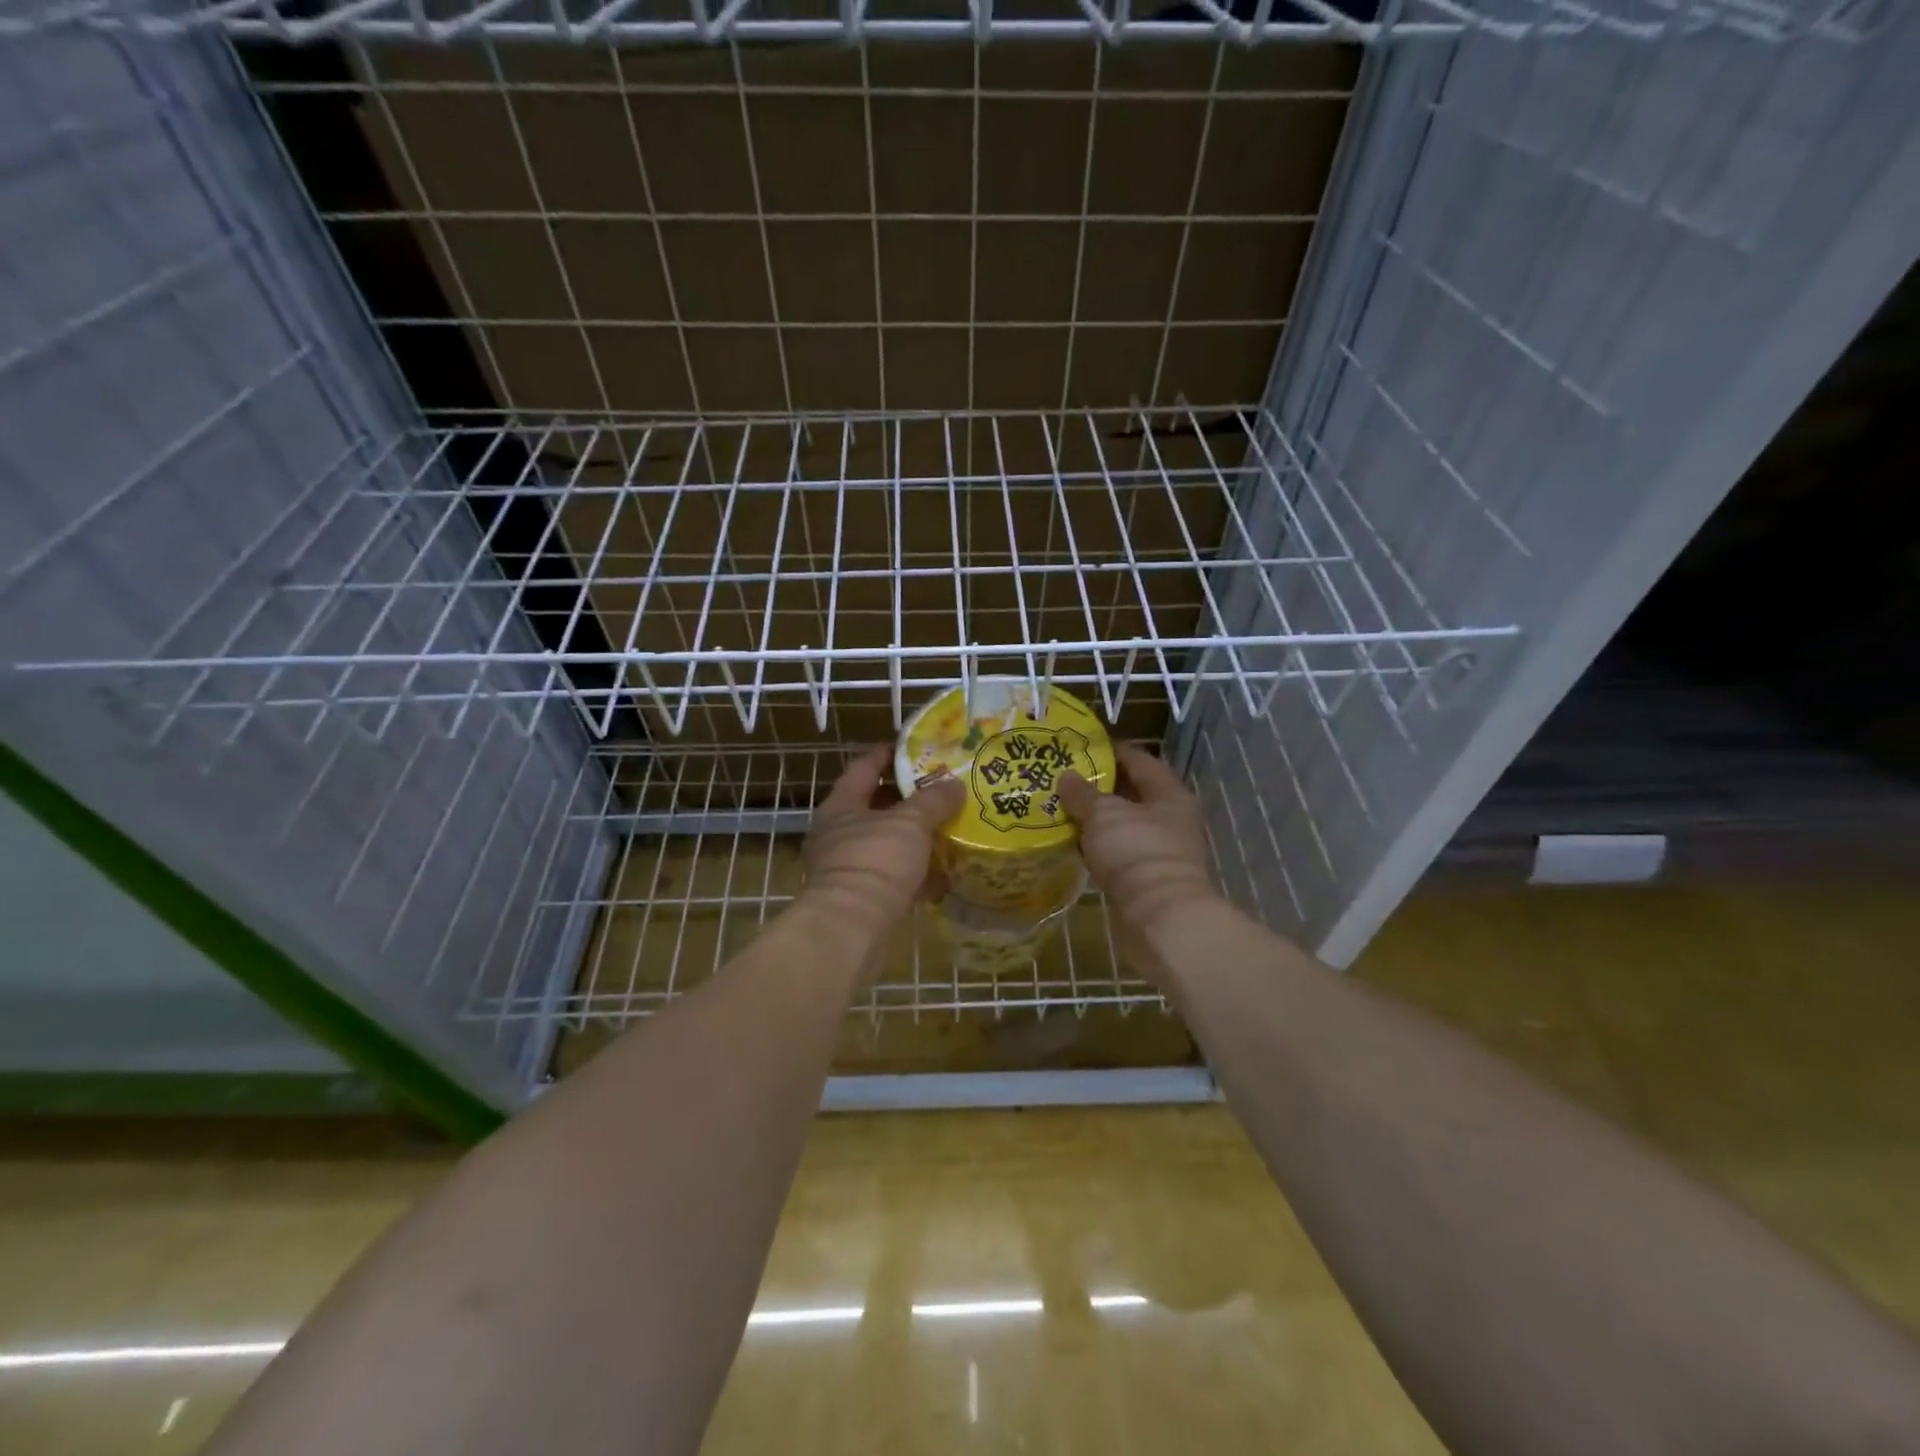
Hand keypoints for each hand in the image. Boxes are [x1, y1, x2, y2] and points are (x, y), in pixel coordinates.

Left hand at [800, 747, 964, 940]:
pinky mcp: (860, 898)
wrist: (850, 929)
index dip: (889, 754)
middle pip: (874, 806)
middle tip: (940, 789)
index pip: (864, 767)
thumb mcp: (911, 823)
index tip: (916, 747)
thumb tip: (954, 784)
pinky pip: (891, 877)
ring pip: (884, 842)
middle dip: (907, 798)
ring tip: (946, 828)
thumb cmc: (876, 861)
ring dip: (912, 837)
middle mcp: (838, 833)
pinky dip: (914, 874)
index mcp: (842, 805)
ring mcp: (847, 866)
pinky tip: (942, 876)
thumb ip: (934, 800)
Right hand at [1058, 744, 1220, 955]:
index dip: (1112, 751)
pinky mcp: (1149, 879)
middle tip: (1066, 780)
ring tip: (1064, 810)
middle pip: (1133, 793)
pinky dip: (1100, 847)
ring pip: (1125, 825)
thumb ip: (1083, 793)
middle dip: (1101, 787)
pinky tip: (1076, 845)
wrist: (1161, 918)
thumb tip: (1067, 776)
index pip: (1140, 761)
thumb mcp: (1103, 815)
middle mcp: (1171, 819)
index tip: (1082, 748)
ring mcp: (1162, 851)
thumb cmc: (1136, 853)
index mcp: (1169, 794)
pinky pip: (1120, 853)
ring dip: (1099, 820)